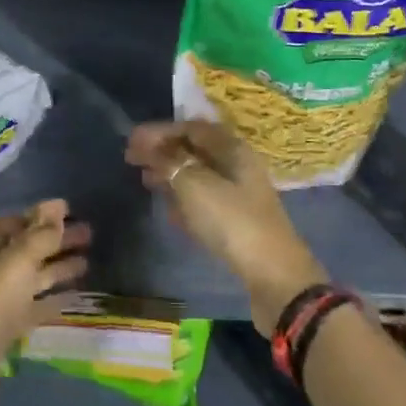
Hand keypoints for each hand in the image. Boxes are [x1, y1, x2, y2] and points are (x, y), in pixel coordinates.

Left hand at [0, 200, 89, 405]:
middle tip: (90, 234)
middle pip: (28, 248)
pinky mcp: (5, 330)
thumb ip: (40, 235)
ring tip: (89, 262)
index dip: (41, 216)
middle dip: (56, 240)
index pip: (16, 222)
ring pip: (33, 277)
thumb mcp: (16, 263)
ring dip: (58, 268)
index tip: (71, 211)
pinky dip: (52, 300)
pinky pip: (34, 306)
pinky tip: (75, 297)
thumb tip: (56, 205)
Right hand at [126, 120, 328, 337]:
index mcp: (232, 149)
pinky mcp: (238, 221)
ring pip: (199, 175)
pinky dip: (184, 199)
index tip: (131, 140)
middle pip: (195, 150)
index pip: (191, 128)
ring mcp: (240, 195)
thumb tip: (148, 144)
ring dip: (171, 175)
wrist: (274, 277)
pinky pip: (204, 200)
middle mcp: (238, 165)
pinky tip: (168, 209)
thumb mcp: (194, 187)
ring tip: (145, 181)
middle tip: (132, 159)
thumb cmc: (232, 222)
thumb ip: (169, 162)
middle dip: (163, 152)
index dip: (160, 131)